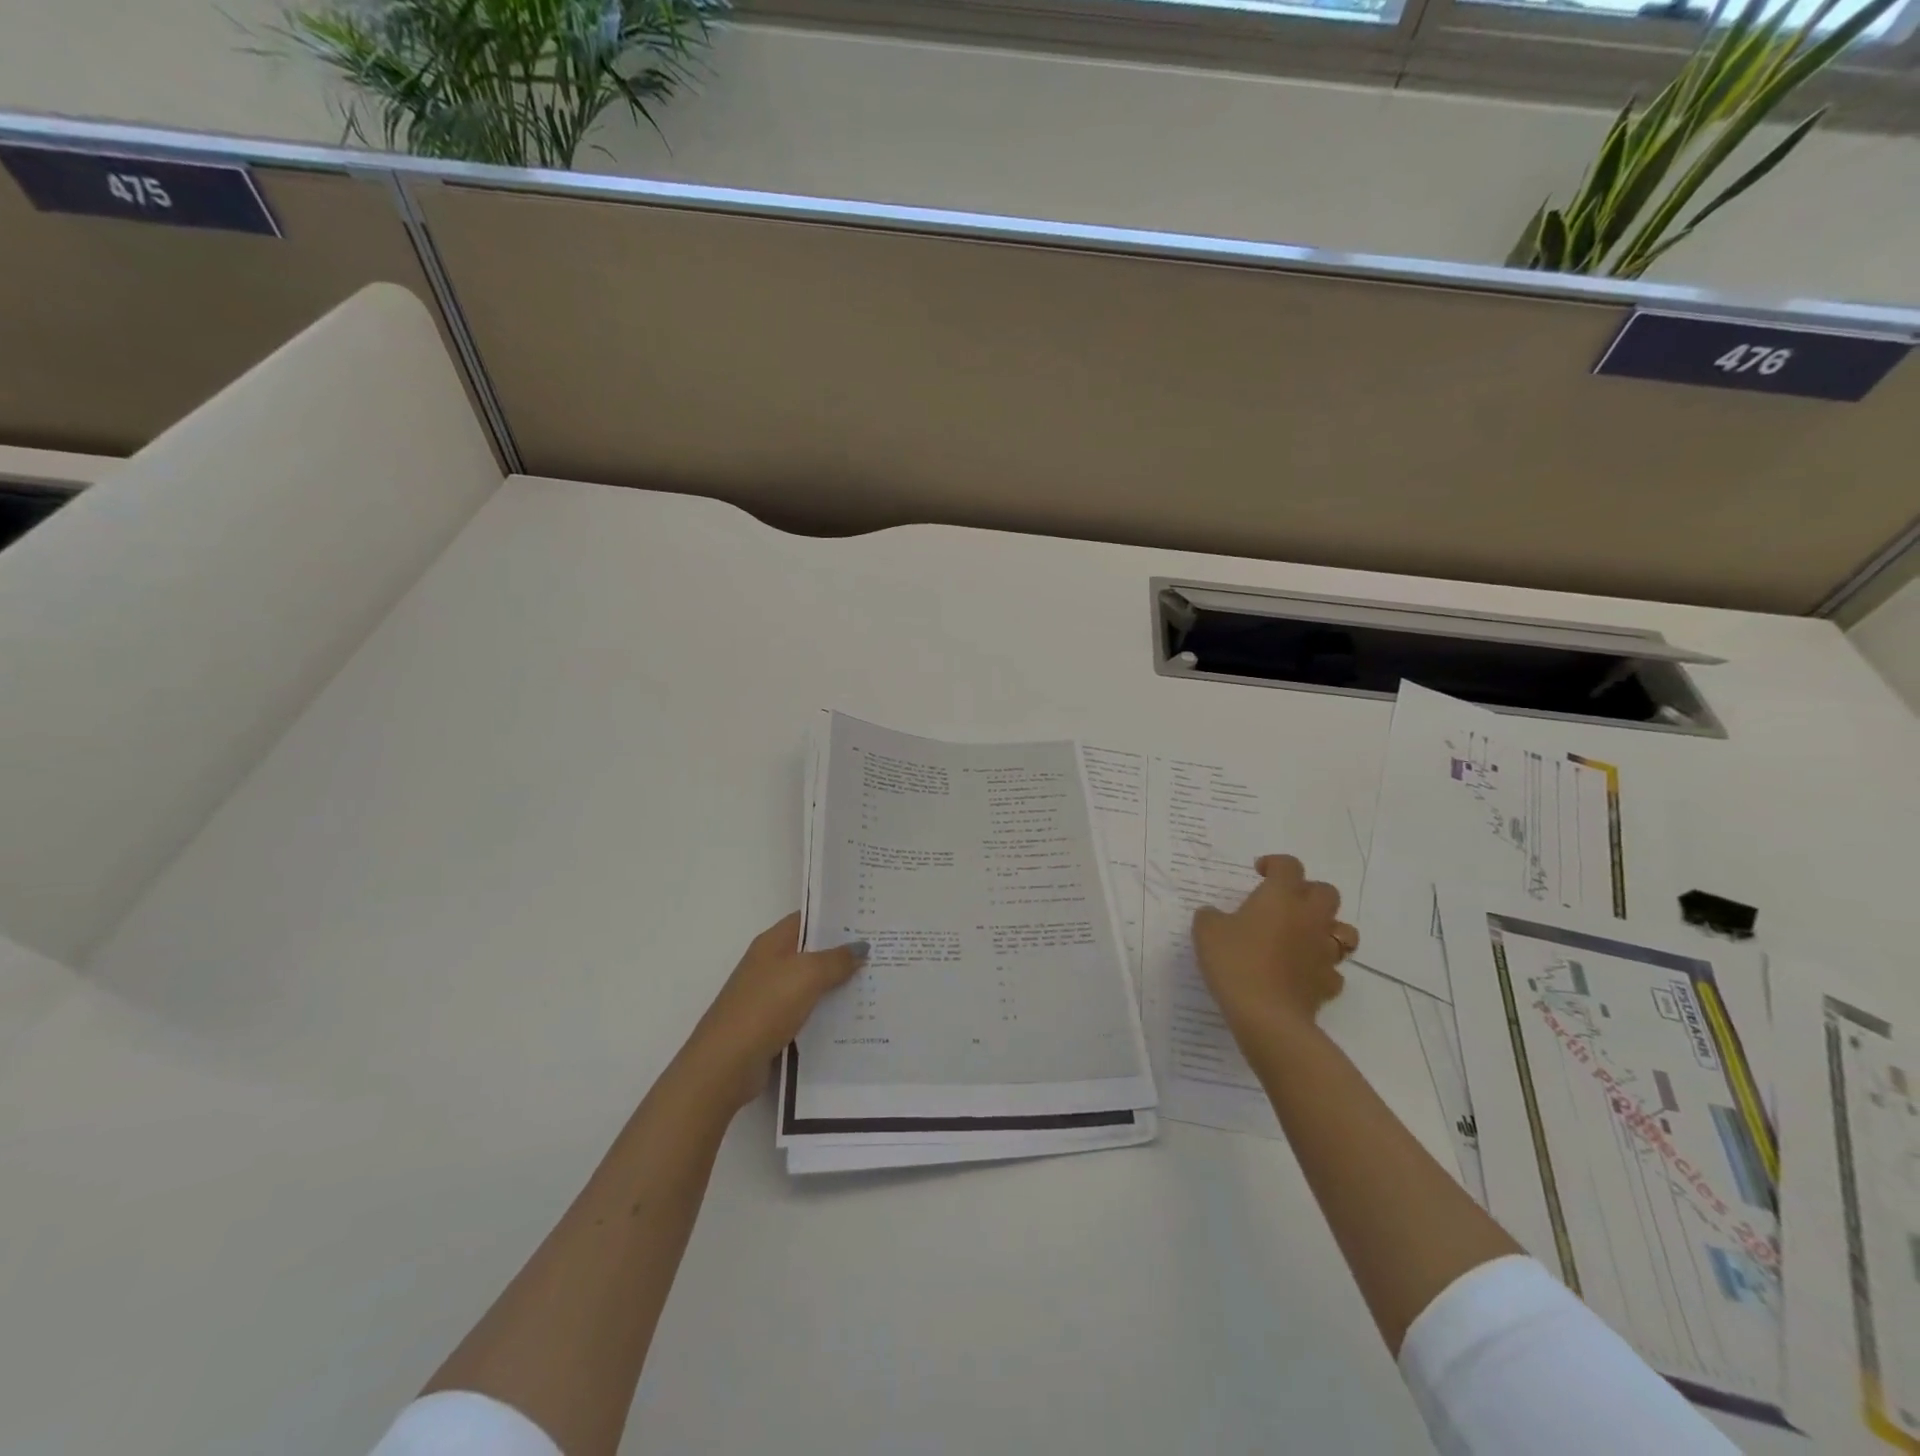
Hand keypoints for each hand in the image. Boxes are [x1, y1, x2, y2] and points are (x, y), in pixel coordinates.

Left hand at [679, 912, 867, 1110]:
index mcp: (773, 943)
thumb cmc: (765, 1006)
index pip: (807, 919)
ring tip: (874, 983)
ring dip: (836, 984)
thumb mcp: (808, 974)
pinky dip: (825, 1013)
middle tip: (880, 951)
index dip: (836, 917)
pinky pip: (806, 1011)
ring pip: (810, 983)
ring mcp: (768, 996)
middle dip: (842, 952)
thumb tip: (861, 947)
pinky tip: (851, 1018)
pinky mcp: (771, 1026)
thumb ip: (837, 959)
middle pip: (811, 951)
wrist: (725, 1063)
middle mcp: (769, 964)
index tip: (868, 919)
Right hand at [1192, 854, 1356, 1034]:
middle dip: (1308, 891)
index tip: (1259, 872)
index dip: (1275, 863)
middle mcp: (1309, 918)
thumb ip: (1211, 916)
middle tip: (1285, 902)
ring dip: (1327, 928)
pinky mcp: (1328, 983)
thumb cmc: (1235, 962)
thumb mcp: (1207, 931)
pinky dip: (1321, 967)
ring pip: (1343, 930)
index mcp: (1281, 897)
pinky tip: (1302, 972)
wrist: (1266, 1015)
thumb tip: (1215, 915)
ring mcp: (1324, 952)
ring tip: (1303, 936)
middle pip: (1326, 892)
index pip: (1289, 866)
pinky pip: (1333, 968)